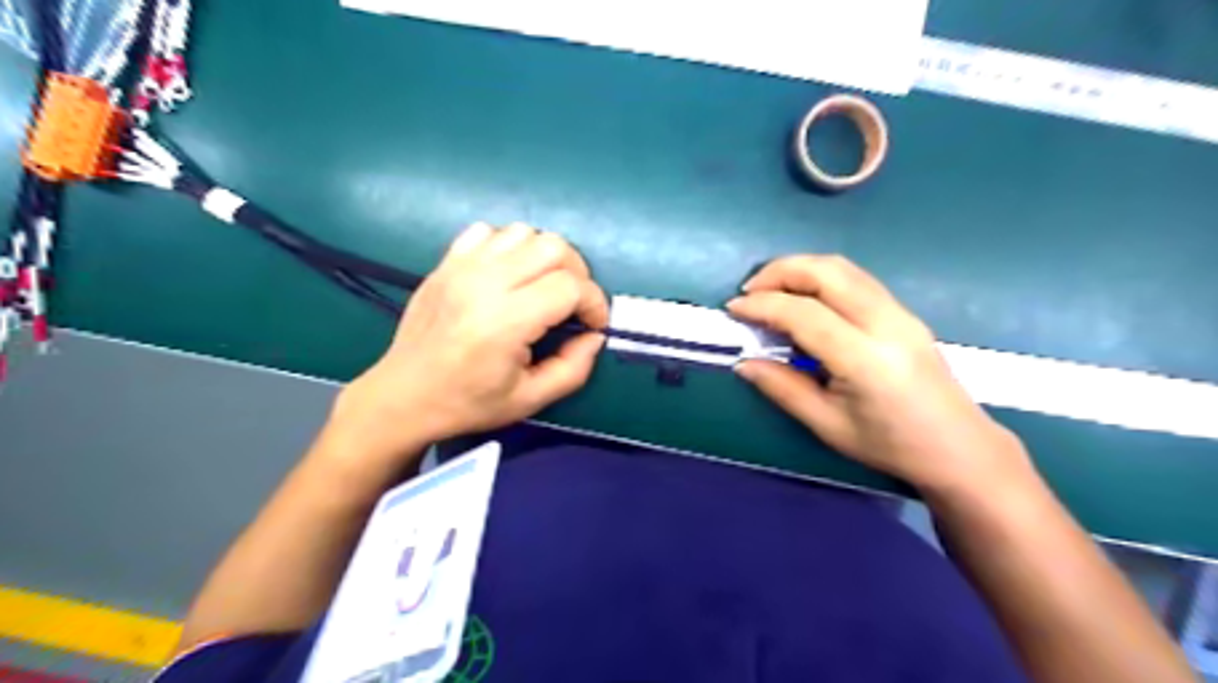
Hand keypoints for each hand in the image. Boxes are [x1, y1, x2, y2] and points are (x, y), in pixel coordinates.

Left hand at [328, 222, 607, 463]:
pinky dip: (510, 246)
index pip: (570, 287)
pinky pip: (489, 232)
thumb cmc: (468, 403)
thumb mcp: (530, 399)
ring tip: (542, 287)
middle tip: (573, 304)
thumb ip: (573, 368)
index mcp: (505, 322)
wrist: (403, 396)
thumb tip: (595, 335)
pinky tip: (508, 275)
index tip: (593, 325)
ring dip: (545, 257)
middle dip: (577, 273)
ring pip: (525, 233)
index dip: (594, 303)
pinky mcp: (447, 262)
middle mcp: (485, 283)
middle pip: (554, 247)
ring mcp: (462, 266)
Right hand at [731, 257, 1026, 496]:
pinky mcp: (904, 312)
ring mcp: (900, 313)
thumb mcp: (827, 425)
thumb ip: (782, 388)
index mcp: (865, 359)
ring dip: (800, 269)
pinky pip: (856, 278)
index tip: (733, 309)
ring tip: (770, 290)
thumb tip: (743, 363)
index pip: (805, 313)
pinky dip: (821, 277)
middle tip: (749, 292)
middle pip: (827, 272)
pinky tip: (804, 298)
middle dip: (780, 271)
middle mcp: (886, 324)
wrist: (959, 448)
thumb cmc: (890, 445)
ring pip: (843, 268)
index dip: (763, 305)